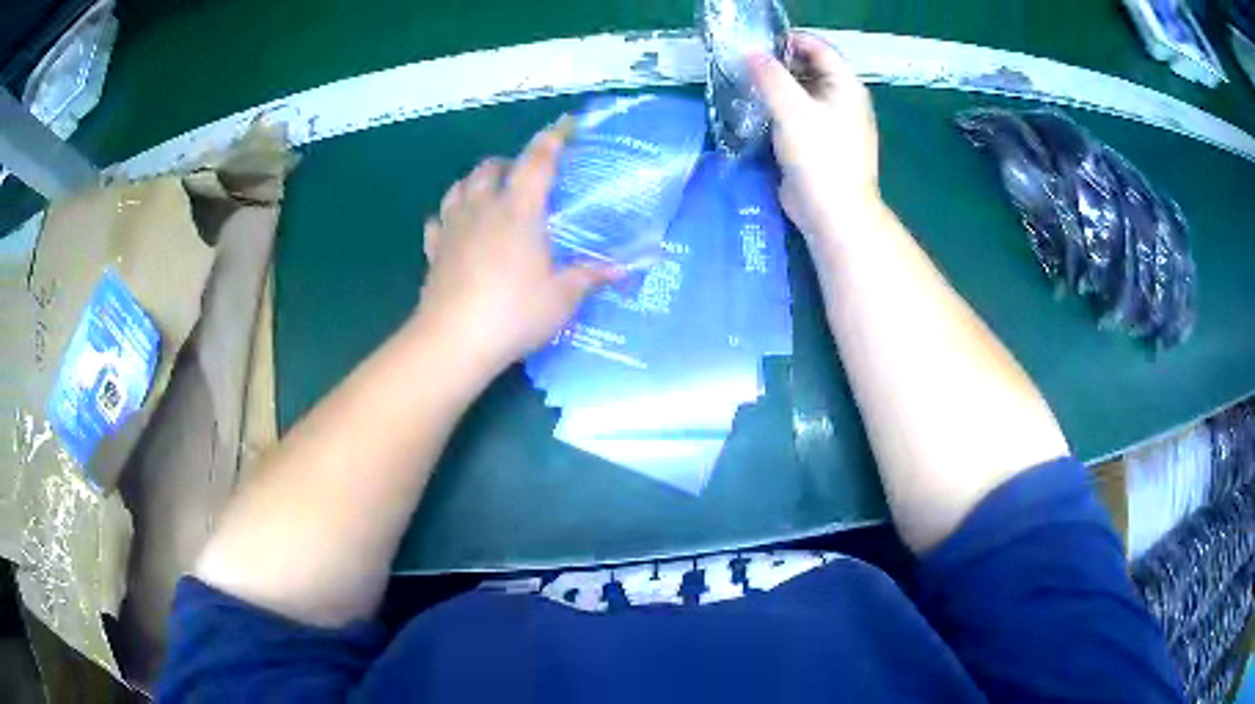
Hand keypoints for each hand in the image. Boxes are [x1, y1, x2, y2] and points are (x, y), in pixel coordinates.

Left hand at [415, 120, 619, 375]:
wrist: (454, 340)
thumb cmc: (514, 313)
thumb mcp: (562, 297)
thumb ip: (590, 276)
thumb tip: (624, 268)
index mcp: (519, 210)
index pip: (538, 162)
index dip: (553, 139)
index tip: (565, 125)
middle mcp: (483, 208)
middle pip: (490, 167)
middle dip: (508, 163)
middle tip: (524, 176)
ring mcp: (453, 228)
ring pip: (459, 187)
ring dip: (475, 182)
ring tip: (488, 192)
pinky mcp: (434, 251)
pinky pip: (437, 221)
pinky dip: (448, 216)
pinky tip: (454, 227)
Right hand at [752, 32, 882, 246]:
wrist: (834, 212)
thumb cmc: (819, 156)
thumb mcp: (791, 109)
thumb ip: (770, 76)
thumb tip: (750, 52)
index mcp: (846, 86)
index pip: (818, 47)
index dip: (788, 40)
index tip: (755, 46)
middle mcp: (843, 99)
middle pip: (810, 68)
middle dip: (779, 64)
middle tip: (745, 67)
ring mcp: (834, 123)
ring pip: (803, 93)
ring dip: (777, 88)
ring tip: (747, 88)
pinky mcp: (821, 143)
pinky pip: (799, 116)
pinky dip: (780, 110)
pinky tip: (758, 114)